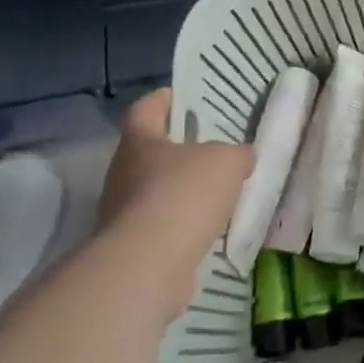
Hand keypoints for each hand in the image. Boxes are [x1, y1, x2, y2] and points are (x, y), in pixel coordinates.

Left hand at [98, 89, 252, 319]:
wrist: (150, 265)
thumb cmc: (184, 195)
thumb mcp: (227, 161)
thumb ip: (236, 154)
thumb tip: (241, 158)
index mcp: (140, 142)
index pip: (145, 109)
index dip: (162, 100)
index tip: (181, 97)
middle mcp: (124, 173)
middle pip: (150, 152)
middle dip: (179, 150)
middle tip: (212, 148)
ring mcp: (123, 212)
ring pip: (156, 191)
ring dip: (182, 191)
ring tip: (218, 192)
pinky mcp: (132, 247)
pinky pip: (162, 225)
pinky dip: (183, 224)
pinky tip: (210, 229)